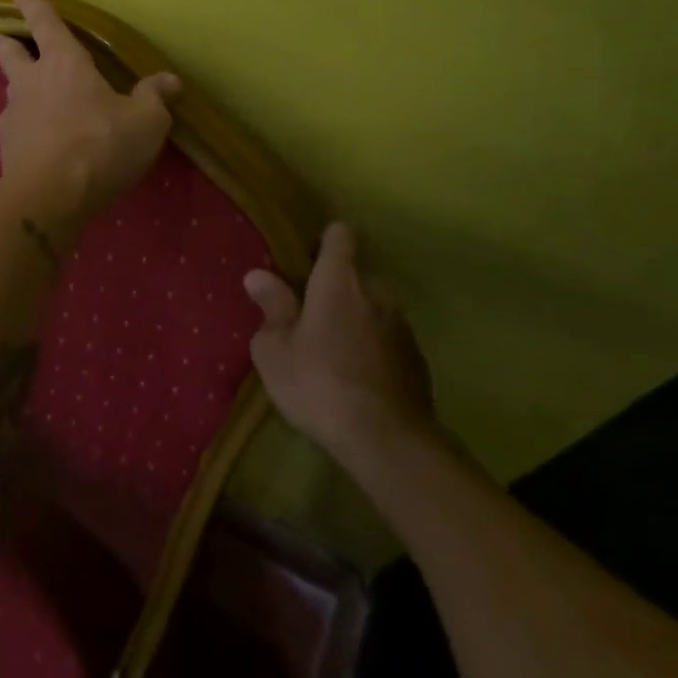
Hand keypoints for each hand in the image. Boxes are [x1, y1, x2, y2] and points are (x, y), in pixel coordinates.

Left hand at [0, 0, 181, 229]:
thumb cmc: (101, 145)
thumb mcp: (145, 121)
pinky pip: (17, 130)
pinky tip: (37, 144)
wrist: (50, 196)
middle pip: (9, 55)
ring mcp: (15, 116)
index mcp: (65, 64)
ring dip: (17, 92)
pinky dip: (25, 130)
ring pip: (12, 94)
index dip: (35, 7)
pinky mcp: (7, 149)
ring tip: (29, 102)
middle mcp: (33, 83)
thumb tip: (170, 80)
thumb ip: (155, 98)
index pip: (47, 25)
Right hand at [245, 223, 437, 456]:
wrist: (388, 442)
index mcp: (339, 280)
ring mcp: (402, 326)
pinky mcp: (418, 361)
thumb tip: (258, 275)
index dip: (323, 242)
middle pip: (355, 275)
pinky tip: (360, 382)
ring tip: (335, 355)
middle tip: (311, 320)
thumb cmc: (319, 384)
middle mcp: (376, 292)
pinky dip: (375, 351)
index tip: (306, 262)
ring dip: (357, 322)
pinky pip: (390, 341)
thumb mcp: (275, 349)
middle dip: (336, 290)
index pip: (339, 235)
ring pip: (374, 309)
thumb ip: (271, 307)